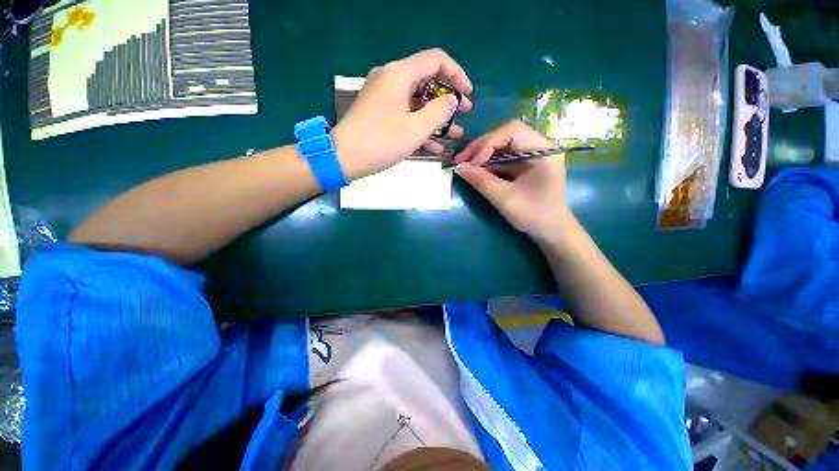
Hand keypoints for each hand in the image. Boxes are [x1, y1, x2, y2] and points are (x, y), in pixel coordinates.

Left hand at [331, 48, 472, 179]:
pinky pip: (407, 114)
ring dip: (437, 118)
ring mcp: (385, 97)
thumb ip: (439, 111)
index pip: (436, 61)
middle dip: (449, 99)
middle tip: (464, 114)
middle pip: (428, 81)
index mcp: (399, 74)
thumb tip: (452, 100)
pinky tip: (436, 146)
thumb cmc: (381, 143)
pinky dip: (422, 126)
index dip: (457, 75)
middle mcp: (391, 79)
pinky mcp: (381, 113)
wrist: (343, 158)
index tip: (468, 95)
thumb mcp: (415, 129)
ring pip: (418, 102)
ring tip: (455, 134)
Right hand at [455, 120, 576, 244]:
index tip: (472, 163)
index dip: (488, 143)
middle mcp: (539, 147)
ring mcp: (532, 155)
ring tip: (464, 165)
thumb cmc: (533, 215)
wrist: (550, 230)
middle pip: (505, 136)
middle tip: (461, 161)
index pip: (512, 131)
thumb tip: (458, 167)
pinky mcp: (525, 165)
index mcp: (543, 151)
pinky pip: (503, 158)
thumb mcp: (505, 198)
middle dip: (481, 148)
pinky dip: (487, 163)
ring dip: (482, 155)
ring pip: (501, 146)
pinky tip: (475, 170)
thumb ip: (481, 181)